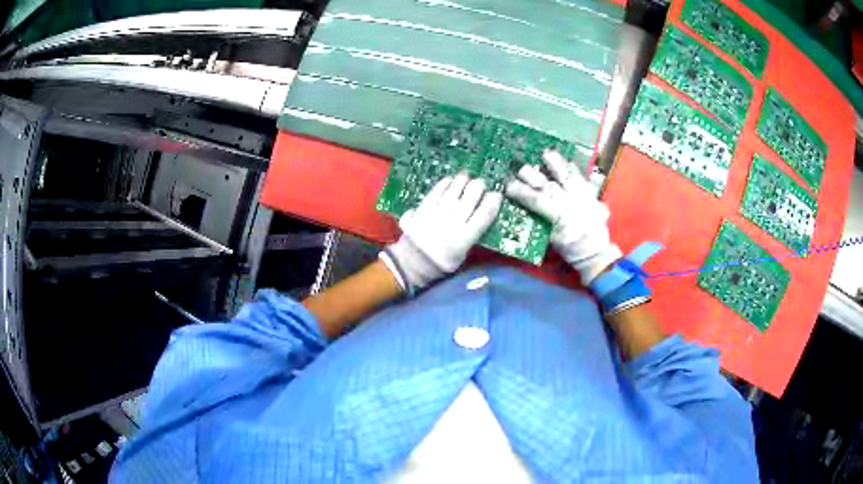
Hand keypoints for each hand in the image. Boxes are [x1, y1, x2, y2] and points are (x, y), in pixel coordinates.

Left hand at [381, 172, 502, 293]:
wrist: (412, 263)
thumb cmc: (440, 263)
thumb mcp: (462, 257)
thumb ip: (472, 238)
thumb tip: (483, 214)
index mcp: (463, 240)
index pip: (484, 215)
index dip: (493, 202)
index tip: (497, 195)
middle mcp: (451, 224)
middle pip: (470, 199)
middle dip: (479, 186)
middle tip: (482, 183)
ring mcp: (435, 215)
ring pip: (453, 192)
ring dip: (462, 181)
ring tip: (467, 176)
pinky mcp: (422, 209)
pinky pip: (435, 192)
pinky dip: (444, 183)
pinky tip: (450, 179)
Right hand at [505, 150, 620, 284]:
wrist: (595, 252)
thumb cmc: (571, 249)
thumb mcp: (552, 240)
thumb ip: (541, 222)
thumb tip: (525, 209)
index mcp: (560, 217)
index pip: (536, 200)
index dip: (521, 192)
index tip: (507, 186)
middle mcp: (572, 203)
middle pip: (550, 184)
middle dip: (534, 175)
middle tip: (520, 168)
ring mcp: (584, 197)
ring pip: (569, 176)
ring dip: (557, 164)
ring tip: (546, 153)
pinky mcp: (592, 196)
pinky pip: (584, 179)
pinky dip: (575, 170)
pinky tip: (568, 163)